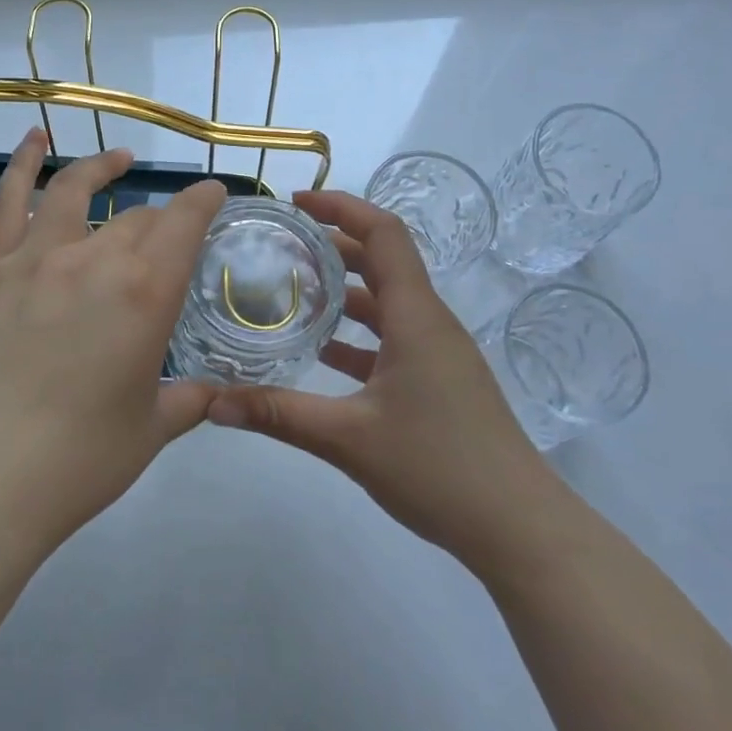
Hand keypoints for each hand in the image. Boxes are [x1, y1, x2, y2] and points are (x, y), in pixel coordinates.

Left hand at [0, 128, 226, 549]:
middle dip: (162, 219)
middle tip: (169, 233)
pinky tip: (33, 139)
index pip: (186, 224)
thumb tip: (215, 393)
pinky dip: (22, 164)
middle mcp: (96, 260)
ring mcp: (36, 259)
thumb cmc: (80, 460)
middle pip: (138, 220)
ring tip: (120, 160)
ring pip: (77, 192)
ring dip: (104, 168)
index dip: (204, 201)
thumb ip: (190, 400)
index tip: (215, 193)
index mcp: (147, 294)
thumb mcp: (152, 429)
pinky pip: (7, 203)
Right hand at [208, 190, 544, 565]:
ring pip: (388, 303)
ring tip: (292, 292)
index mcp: (416, 317)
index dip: (342, 208)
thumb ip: (278, 414)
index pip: (384, 234)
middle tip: (281, 247)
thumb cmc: (439, 468)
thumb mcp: (348, 439)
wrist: (519, 527)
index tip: (296, 204)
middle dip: (333, 247)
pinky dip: (358, 335)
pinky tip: (322, 354)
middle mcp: (430, 323)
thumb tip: (212, 403)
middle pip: (383, 262)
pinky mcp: (440, 382)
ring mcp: (439, 354)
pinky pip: (394, 339)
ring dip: (345, 292)